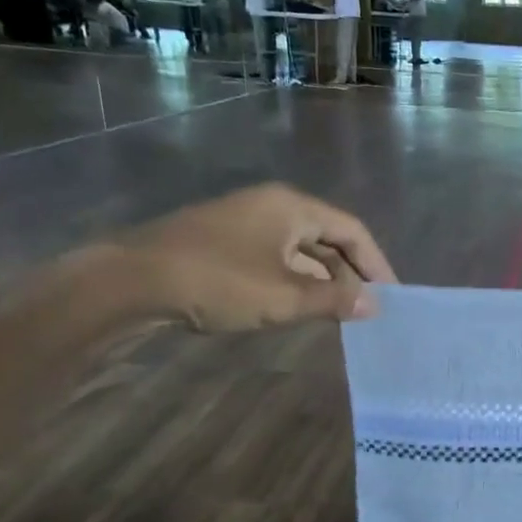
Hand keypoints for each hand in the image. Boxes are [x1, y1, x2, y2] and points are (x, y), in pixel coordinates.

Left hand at [125, 183, 397, 331]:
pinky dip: (294, 281)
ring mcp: (245, 222)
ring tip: (338, 314)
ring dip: (322, 281)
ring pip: (300, 250)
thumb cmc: (218, 282)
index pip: (352, 230)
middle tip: (367, 310)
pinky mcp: (224, 242)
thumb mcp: (284, 297)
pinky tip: (298, 307)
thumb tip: (374, 306)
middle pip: (327, 238)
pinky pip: (275, 258)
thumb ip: (334, 301)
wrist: (130, 281)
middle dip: (350, 273)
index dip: (376, 264)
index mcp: (292, 207)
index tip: (391, 296)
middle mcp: (272, 207)